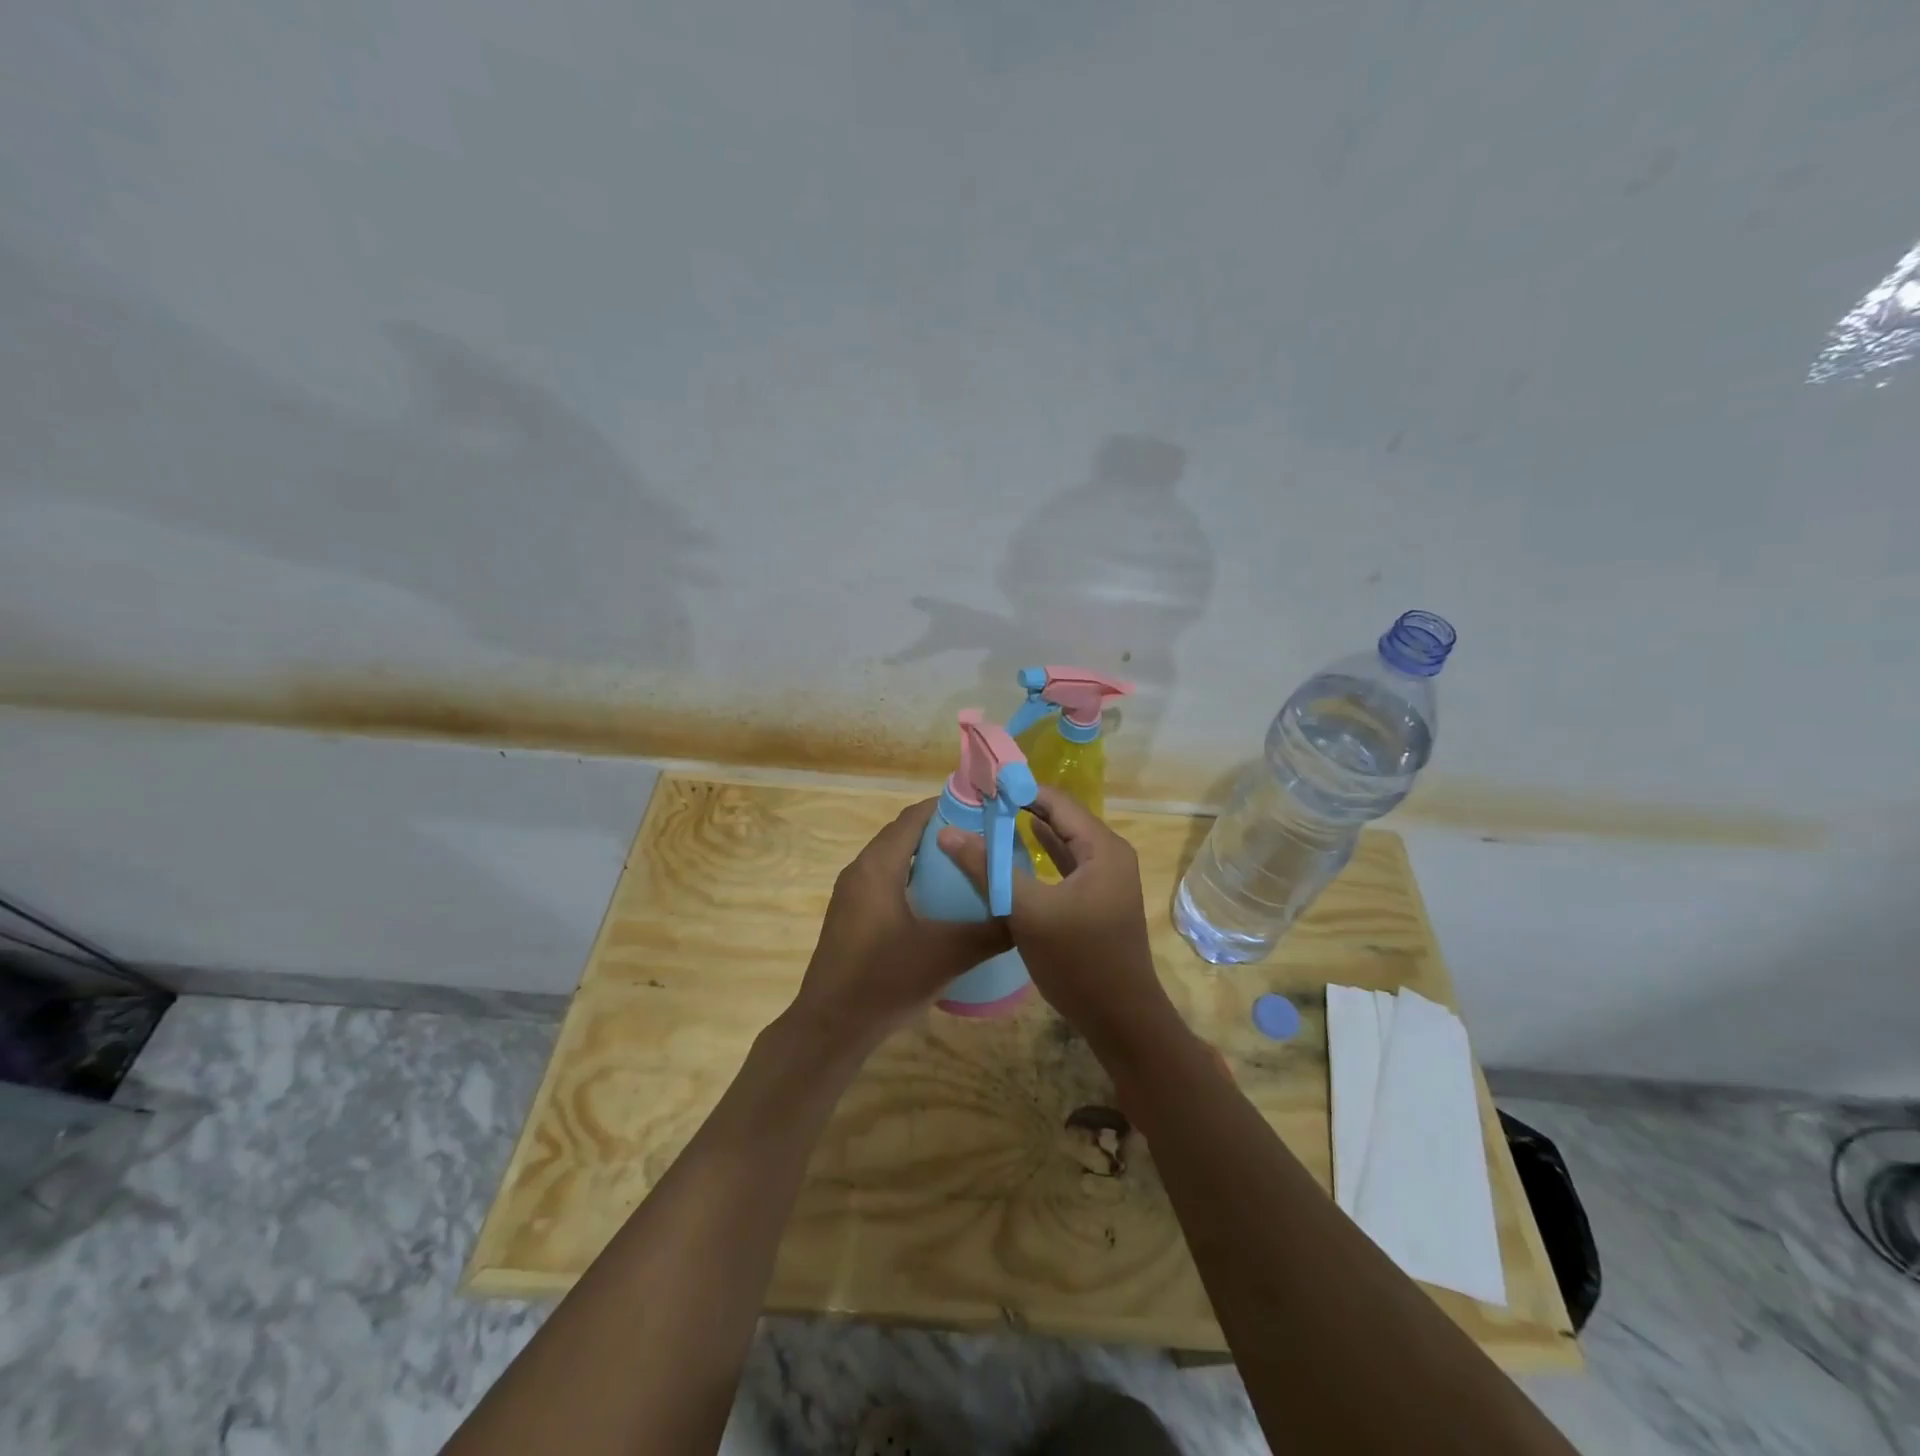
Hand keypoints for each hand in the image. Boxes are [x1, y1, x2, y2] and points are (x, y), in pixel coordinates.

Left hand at [788, 799, 1011, 1051]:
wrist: (830, 1028)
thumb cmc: (885, 981)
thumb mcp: (947, 955)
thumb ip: (990, 931)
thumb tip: (1025, 914)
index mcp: (878, 867)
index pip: (913, 818)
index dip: (947, 807)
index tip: (983, 810)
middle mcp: (860, 871)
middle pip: (903, 835)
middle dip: (941, 831)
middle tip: (983, 839)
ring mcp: (851, 895)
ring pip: (892, 860)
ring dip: (925, 856)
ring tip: (966, 866)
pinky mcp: (850, 916)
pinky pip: (885, 881)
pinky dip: (910, 878)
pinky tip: (937, 903)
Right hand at [936, 786, 1172, 1044]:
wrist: (1120, 1019)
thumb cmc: (1078, 960)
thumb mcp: (1028, 911)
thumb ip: (988, 869)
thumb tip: (947, 832)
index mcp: (1102, 847)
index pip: (1056, 801)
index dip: (1018, 790)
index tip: (981, 786)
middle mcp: (1109, 855)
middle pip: (1060, 818)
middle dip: (1020, 808)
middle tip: (979, 802)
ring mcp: (1105, 879)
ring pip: (1062, 842)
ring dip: (1028, 832)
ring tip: (989, 820)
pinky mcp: (1096, 900)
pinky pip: (1064, 866)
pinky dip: (1039, 858)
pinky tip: (1014, 854)